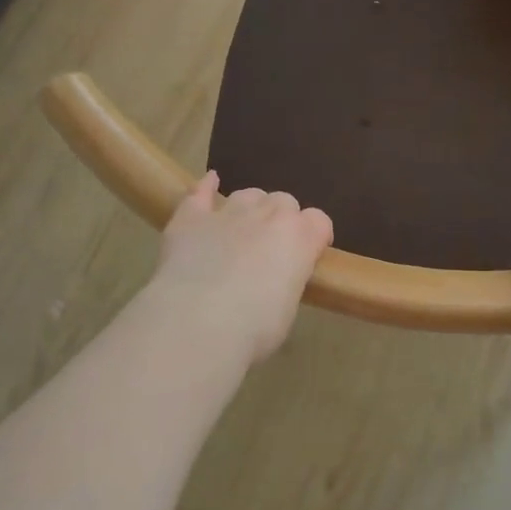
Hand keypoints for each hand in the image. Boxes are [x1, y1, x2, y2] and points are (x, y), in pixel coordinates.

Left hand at [151, 172, 333, 367]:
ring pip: (248, 194)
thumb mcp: (287, 308)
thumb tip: (276, 280)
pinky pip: (200, 192)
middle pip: (284, 200)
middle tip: (272, 248)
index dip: (315, 235)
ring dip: (250, 208)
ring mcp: (228, 212)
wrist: (198, 322)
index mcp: (300, 238)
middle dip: (282, 219)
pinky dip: (206, 187)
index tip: (310, 254)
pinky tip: (210, 181)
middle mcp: (268, 215)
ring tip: (243, 229)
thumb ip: (287, 280)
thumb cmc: (254, 328)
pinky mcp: (191, 218)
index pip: (319, 221)